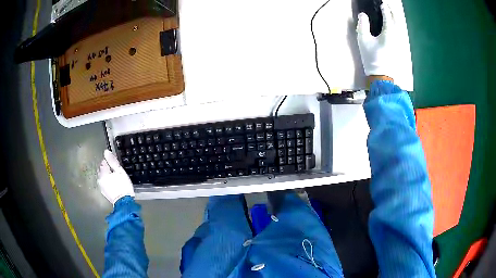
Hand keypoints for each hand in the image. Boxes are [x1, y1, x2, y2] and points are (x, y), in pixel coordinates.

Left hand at [98, 150, 134, 205]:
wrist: (124, 203)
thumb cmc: (123, 186)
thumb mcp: (120, 171)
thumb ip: (112, 161)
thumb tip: (106, 151)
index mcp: (103, 172)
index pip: (103, 162)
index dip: (110, 162)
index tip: (116, 166)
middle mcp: (99, 179)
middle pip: (102, 170)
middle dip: (107, 169)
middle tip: (116, 172)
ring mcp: (101, 187)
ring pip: (103, 177)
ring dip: (107, 176)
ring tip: (115, 179)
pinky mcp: (104, 193)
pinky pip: (104, 184)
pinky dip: (108, 183)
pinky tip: (114, 185)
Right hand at [356, 1, 397, 79]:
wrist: (382, 76)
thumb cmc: (372, 57)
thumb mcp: (363, 40)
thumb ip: (363, 25)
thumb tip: (363, 14)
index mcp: (389, 32)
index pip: (387, 16)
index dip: (384, 8)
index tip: (382, 3)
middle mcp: (397, 35)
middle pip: (396, 20)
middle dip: (392, 11)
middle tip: (387, 6)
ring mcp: (400, 42)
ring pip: (400, 26)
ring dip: (395, 18)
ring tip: (391, 14)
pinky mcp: (400, 48)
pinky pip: (400, 32)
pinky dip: (397, 26)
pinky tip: (394, 26)